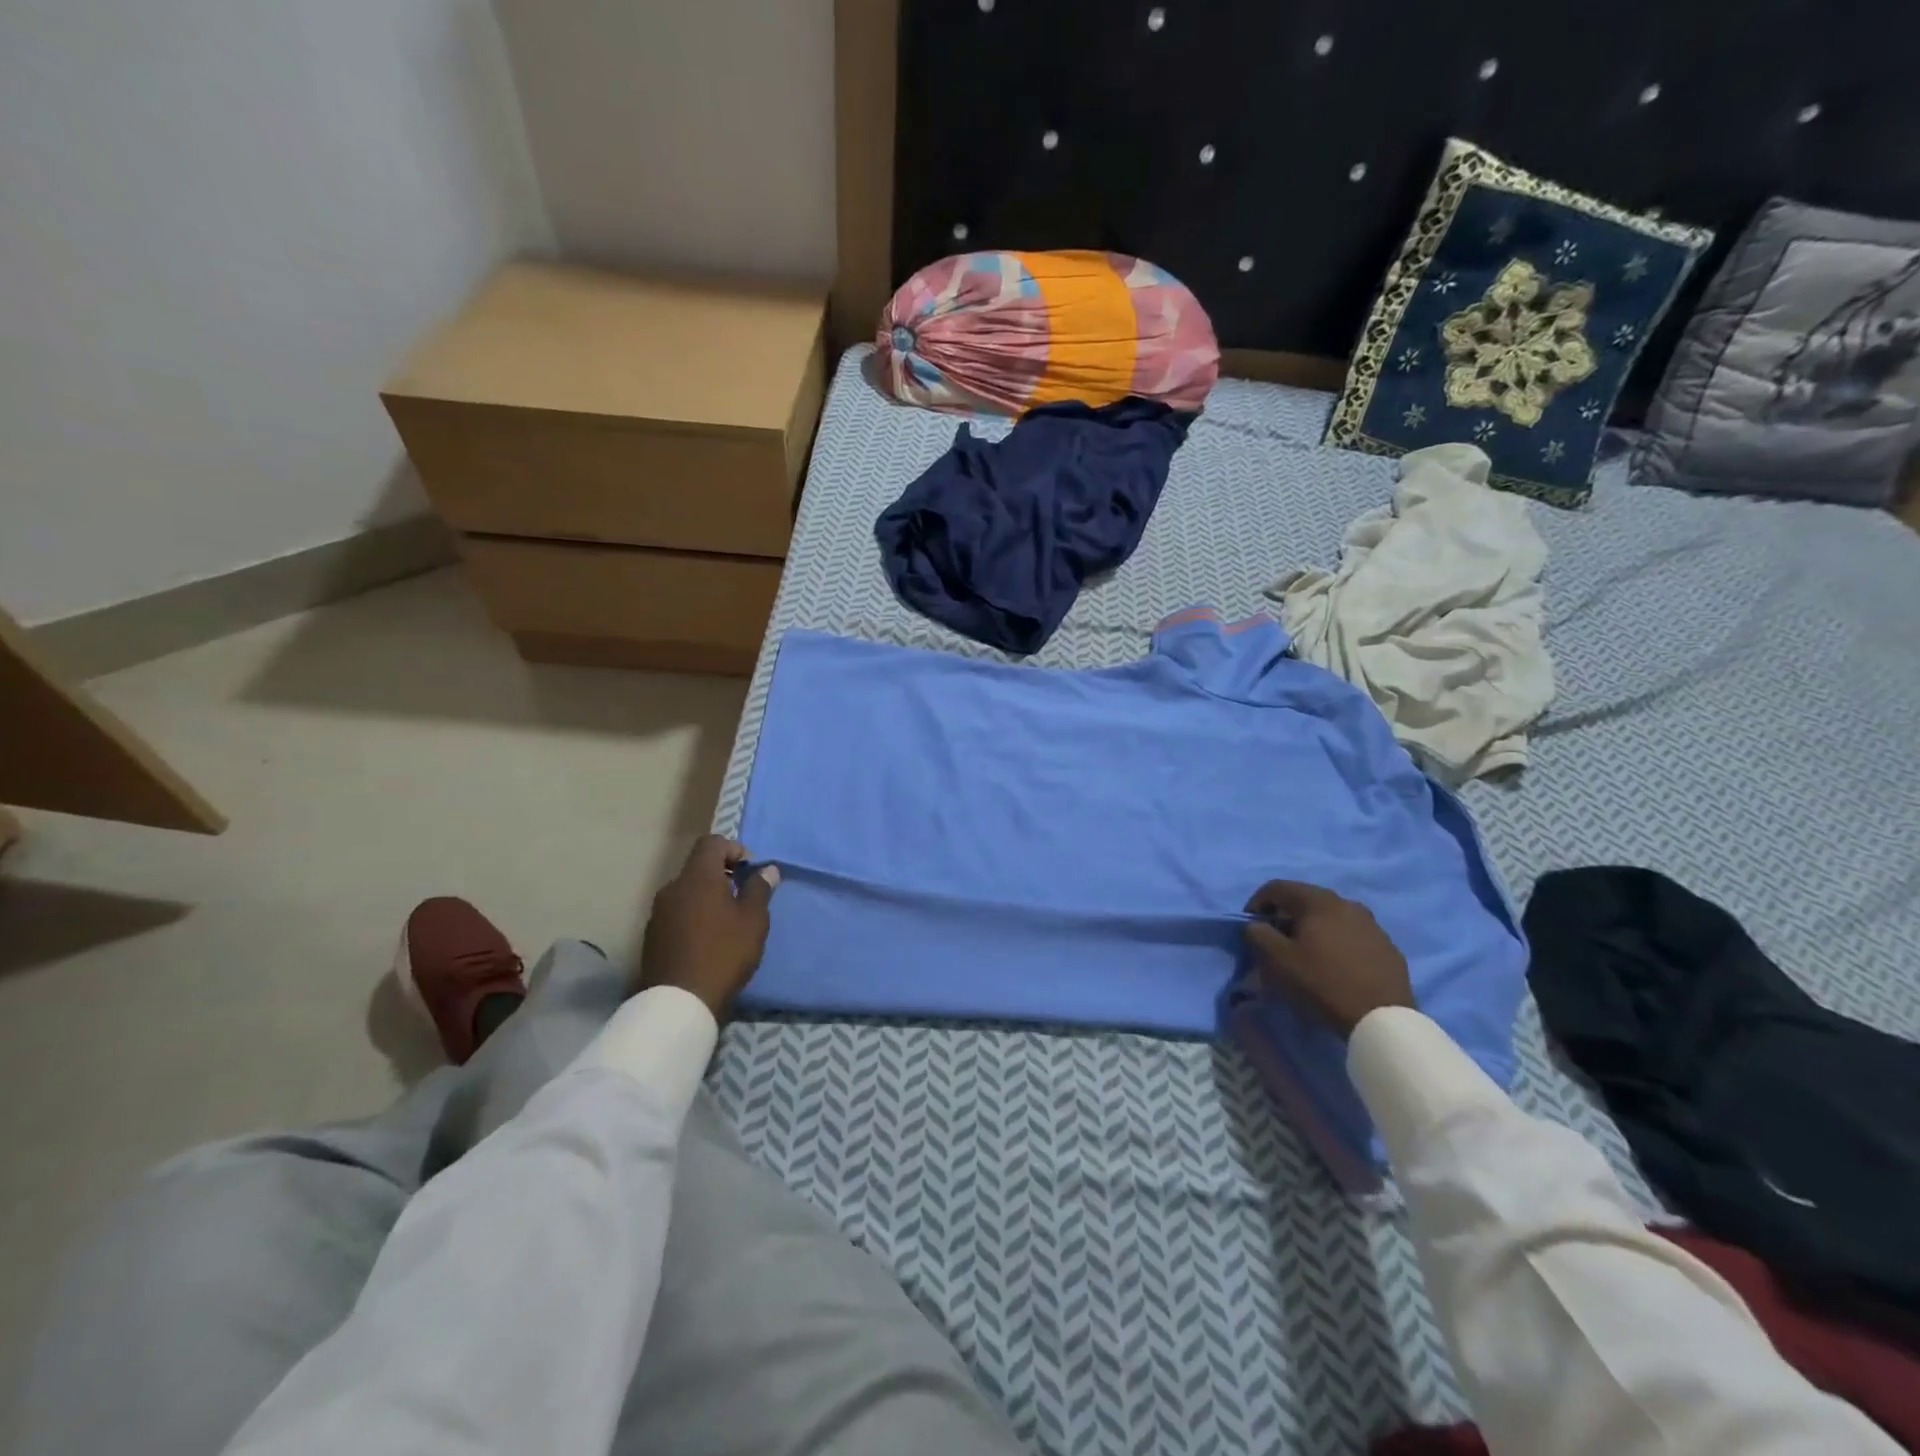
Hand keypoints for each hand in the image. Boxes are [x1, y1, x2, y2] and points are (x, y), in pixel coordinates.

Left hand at [639, 835, 779, 1018]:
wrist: (680, 1001)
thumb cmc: (724, 953)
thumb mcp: (753, 920)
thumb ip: (760, 889)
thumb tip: (767, 869)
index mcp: (698, 877)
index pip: (711, 843)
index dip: (733, 849)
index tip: (749, 871)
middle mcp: (673, 888)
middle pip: (698, 867)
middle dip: (722, 876)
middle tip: (742, 897)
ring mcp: (658, 913)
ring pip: (686, 892)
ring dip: (706, 898)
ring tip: (726, 922)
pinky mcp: (652, 936)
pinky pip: (676, 913)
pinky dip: (693, 916)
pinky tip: (706, 941)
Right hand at [1242, 881, 1413, 1036]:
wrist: (1381, 1019)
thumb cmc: (1322, 982)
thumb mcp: (1277, 959)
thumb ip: (1258, 934)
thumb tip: (1256, 925)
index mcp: (1319, 901)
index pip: (1278, 887)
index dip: (1257, 902)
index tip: (1250, 925)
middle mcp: (1347, 904)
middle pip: (1306, 900)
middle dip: (1286, 916)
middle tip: (1276, 939)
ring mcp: (1372, 925)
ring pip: (1332, 917)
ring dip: (1313, 928)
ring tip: (1306, 953)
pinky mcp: (1387, 947)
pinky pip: (1353, 935)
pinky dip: (1336, 942)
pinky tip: (1335, 965)